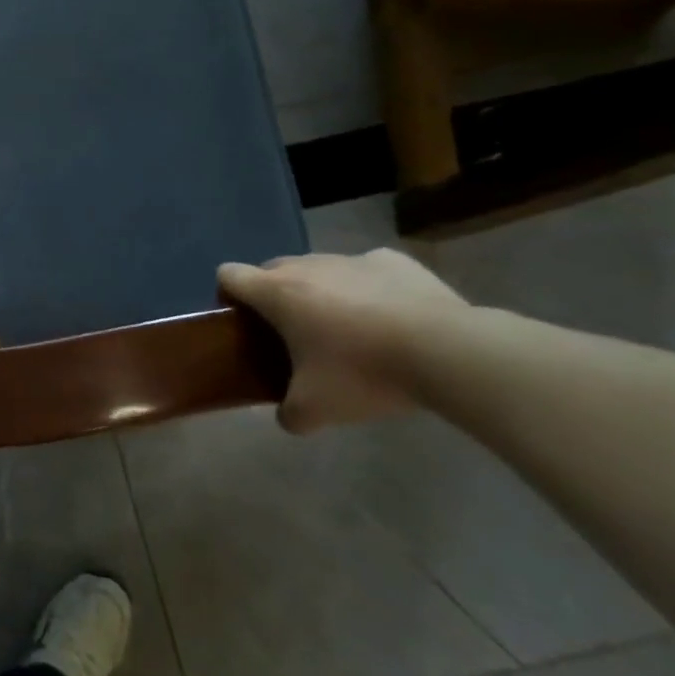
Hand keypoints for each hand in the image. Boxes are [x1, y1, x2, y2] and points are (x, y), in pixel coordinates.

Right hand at [218, 249, 467, 431]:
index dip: (228, 295)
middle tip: (295, 334)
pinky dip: (369, 288)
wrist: (447, 351)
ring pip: (320, 268)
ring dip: (322, 291)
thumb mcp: (316, 409)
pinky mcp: (394, 260)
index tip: (243, 322)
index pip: (229, 274)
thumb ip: (289, 413)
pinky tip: (391, 317)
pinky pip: (367, 269)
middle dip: (275, 295)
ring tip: (350, 330)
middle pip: (272, 269)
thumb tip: (286, 416)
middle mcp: (307, 266)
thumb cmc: (364, 373)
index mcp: (277, 293)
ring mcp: (352, 258)